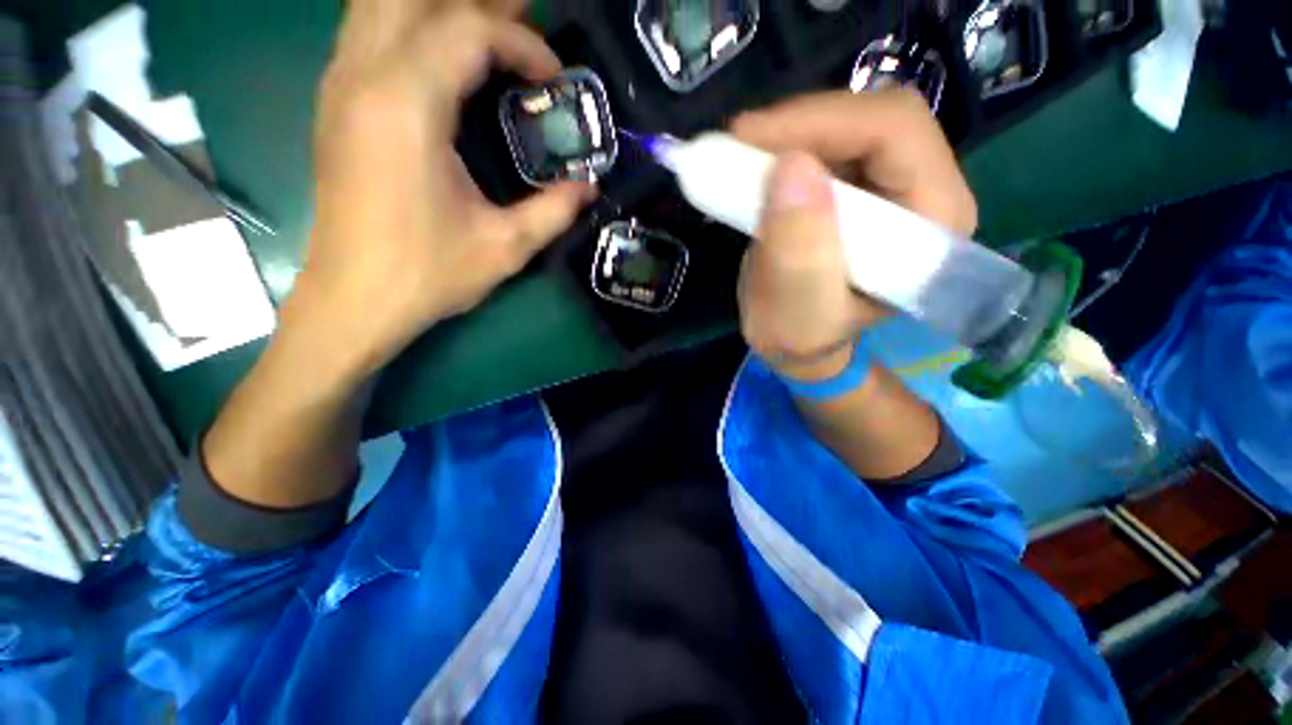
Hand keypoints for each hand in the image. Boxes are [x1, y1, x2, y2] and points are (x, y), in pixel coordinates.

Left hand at [289, 0, 592, 379]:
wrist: (354, 300)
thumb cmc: (427, 275)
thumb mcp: (506, 248)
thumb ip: (554, 211)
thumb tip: (588, 186)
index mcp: (406, 107)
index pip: (466, 29)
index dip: (521, 43)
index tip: (554, 80)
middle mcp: (363, 78)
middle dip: (477, 6)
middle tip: (522, 23)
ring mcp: (340, 86)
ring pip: (380, 4)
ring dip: (437, 10)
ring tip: (487, 35)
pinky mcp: (334, 104)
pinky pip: (368, 31)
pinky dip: (409, 26)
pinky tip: (441, 55)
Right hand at [731, 90, 976, 380]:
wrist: (797, 340)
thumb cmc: (802, 336)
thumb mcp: (797, 315)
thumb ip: (799, 254)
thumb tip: (790, 167)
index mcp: (933, 223)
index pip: (895, 132)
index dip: (821, 121)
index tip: (749, 138)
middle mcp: (925, 191)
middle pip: (874, 116)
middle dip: (801, 124)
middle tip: (739, 144)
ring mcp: (892, 183)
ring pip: (847, 123)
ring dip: (788, 134)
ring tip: (739, 158)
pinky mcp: (858, 183)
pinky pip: (825, 144)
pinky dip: (783, 147)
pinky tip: (752, 166)